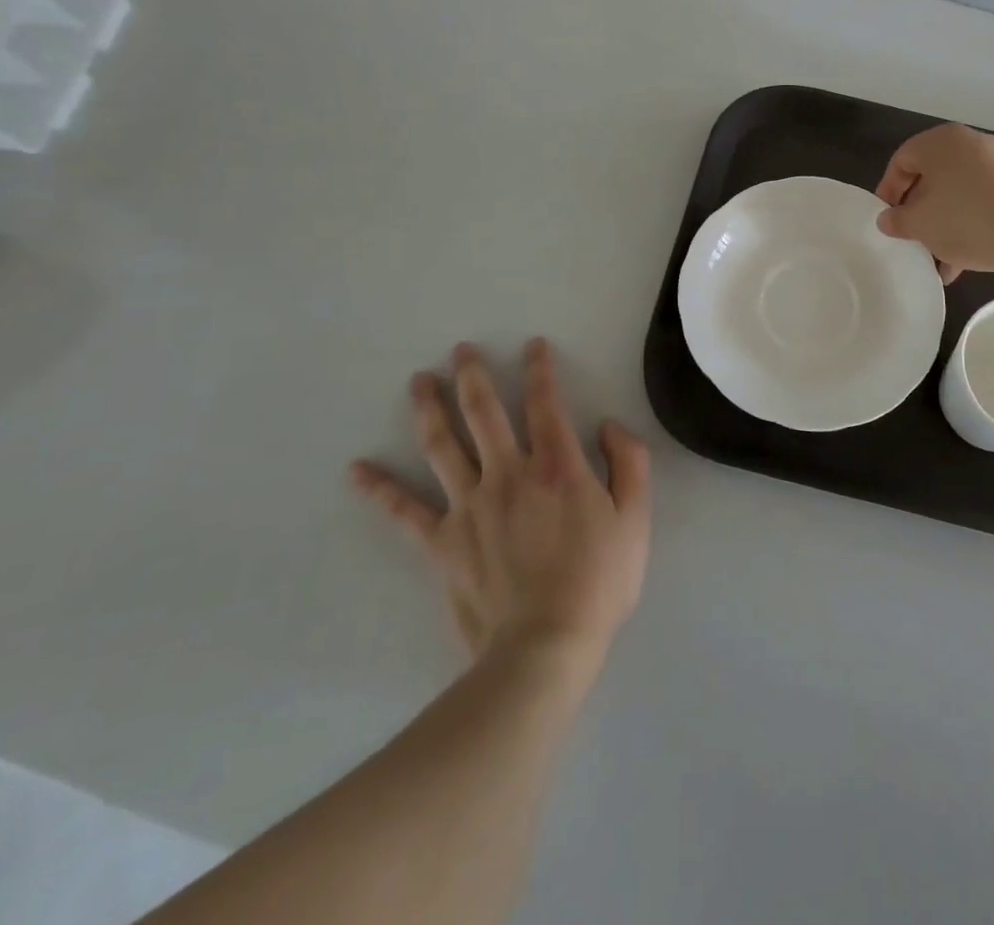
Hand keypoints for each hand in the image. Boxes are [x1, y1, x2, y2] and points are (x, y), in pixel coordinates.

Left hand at [350, 339, 650, 663]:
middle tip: (461, 350)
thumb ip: (629, 463)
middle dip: (473, 376)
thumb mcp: (636, 519)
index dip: (539, 370)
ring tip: (418, 381)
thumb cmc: (598, 581)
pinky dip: (380, 489)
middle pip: (483, 412)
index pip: (545, 403)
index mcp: (557, 466)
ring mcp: (469, 506)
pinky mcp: (442, 542)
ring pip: (442, 445)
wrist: (545, 646)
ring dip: (429, 409)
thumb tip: (607, 427)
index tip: (532, 346)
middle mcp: (508, 473)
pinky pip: (405, 511)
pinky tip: (357, 470)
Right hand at [874, 124, 993, 282]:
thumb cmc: (967, 221)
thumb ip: (898, 220)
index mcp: (943, 142)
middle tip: (912, 238)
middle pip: (933, 176)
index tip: (887, 220)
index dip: (888, 190)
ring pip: (959, 193)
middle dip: (919, 211)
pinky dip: (971, 225)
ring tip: (939, 260)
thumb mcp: (921, 224)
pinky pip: (985, 203)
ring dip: (944, 224)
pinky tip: (965, 261)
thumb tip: (887, 219)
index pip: (902, 159)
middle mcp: (973, 144)